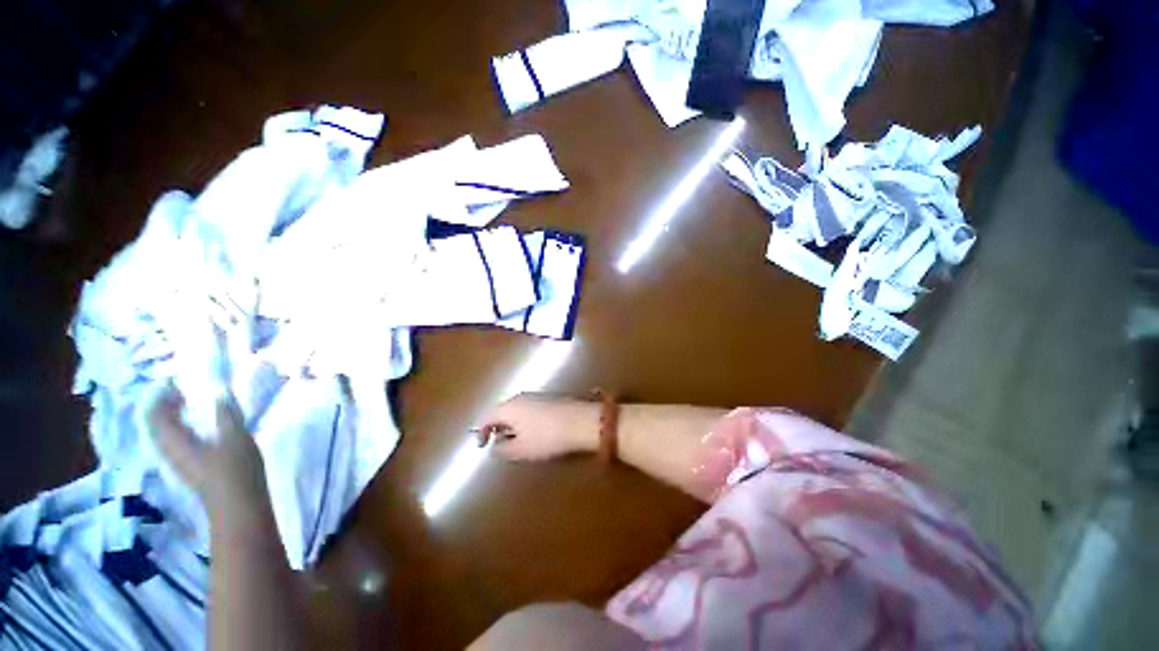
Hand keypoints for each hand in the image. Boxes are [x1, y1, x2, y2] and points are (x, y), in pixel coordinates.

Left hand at [146, 384, 269, 523]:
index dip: (161, 397)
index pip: (155, 415)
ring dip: (173, 419)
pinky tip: (198, 429)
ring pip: (165, 436)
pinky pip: (175, 444)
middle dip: (165, 407)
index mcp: (175, 441)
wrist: (238, 504)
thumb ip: (226, 413)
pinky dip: (181, 431)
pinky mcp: (189, 469)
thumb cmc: (235, 467)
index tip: (175, 383)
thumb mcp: (236, 436)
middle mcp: (169, 451)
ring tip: (189, 407)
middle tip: (182, 392)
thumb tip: (220, 393)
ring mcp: (178, 462)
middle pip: (157, 426)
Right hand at [475, 394, 600, 460]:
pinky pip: (529, 409)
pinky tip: (534, 433)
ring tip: (517, 441)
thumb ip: (502, 450)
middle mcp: (520, 397)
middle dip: (498, 428)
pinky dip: (525, 421)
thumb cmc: (548, 437)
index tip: (482, 446)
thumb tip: (495, 447)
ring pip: (516, 410)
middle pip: (501, 411)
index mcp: (509, 407)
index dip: (480, 432)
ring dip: (512, 425)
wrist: (582, 421)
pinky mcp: (550, 399)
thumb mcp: (521, 450)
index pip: (486, 416)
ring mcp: (536, 396)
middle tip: (499, 444)